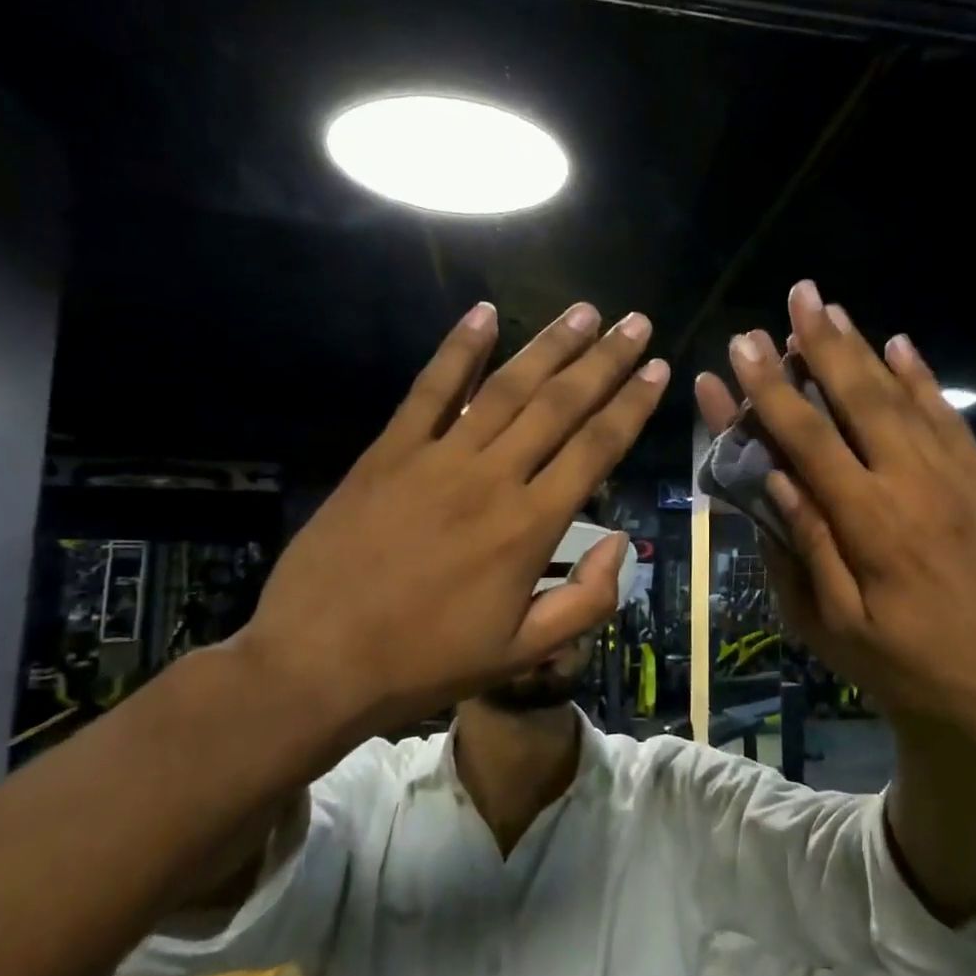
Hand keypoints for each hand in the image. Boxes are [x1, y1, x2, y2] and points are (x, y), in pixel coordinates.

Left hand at [233, 301, 667, 738]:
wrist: (317, 664)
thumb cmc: (428, 662)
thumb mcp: (523, 653)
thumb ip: (586, 602)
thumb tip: (620, 545)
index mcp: (531, 526)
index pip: (597, 449)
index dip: (633, 405)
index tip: (658, 369)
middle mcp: (493, 478)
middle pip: (561, 405)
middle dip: (604, 361)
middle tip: (635, 323)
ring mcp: (438, 458)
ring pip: (506, 388)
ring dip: (549, 346)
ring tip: (585, 311)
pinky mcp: (389, 452)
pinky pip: (430, 390)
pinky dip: (458, 350)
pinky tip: (484, 313)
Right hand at [700, 282, 975, 735]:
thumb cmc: (909, 664)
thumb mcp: (836, 626)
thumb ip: (806, 546)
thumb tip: (776, 479)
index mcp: (868, 522)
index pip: (808, 439)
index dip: (770, 390)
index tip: (742, 347)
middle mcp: (912, 483)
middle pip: (859, 397)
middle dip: (821, 342)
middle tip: (797, 294)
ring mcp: (954, 476)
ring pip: (902, 395)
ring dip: (864, 347)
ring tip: (833, 307)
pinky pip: (948, 415)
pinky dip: (921, 376)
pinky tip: (900, 344)